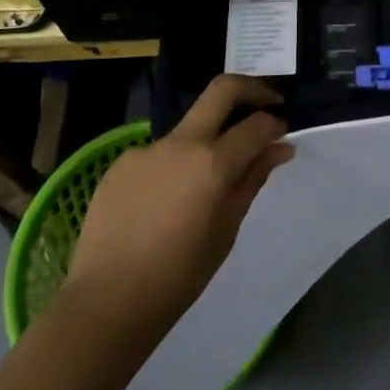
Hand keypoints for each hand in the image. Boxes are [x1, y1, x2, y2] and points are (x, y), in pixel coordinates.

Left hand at [61, 75, 293, 355]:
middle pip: (222, 90)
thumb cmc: (179, 276)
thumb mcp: (226, 230)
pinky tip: (163, 203)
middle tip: (267, 102)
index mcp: (213, 162)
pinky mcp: (121, 162)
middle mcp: (181, 143)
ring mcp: (147, 148)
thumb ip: (252, 180)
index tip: (282, 133)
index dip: (275, 124)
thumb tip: (279, 148)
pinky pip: (158, 155)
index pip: (256, 125)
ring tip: (202, 186)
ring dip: (206, 141)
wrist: (108, 301)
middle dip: (251, 88)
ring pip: (188, 129)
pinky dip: (172, 166)